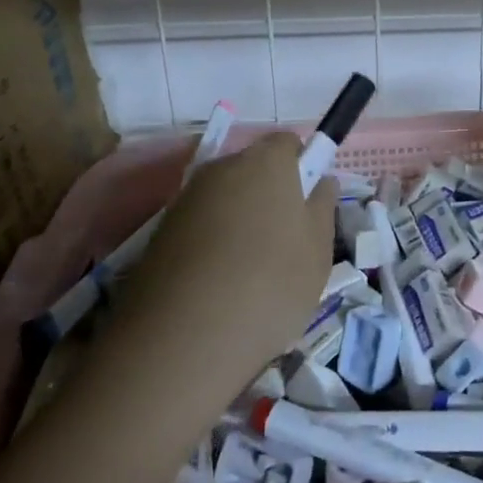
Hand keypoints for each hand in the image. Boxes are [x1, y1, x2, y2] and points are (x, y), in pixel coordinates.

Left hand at [106, 133, 338, 398]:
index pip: (288, 144)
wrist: (185, 338)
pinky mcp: (160, 232)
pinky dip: (211, 244)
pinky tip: (218, 285)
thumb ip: (323, 207)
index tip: (307, 207)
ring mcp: (186, 199)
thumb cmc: (271, 284)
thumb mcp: (318, 250)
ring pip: (224, 199)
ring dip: (239, 221)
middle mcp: (222, 167)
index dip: (302, 169)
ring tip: (250, 273)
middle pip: (253, 169)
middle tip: (284, 243)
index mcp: (266, 161)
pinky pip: (199, 226)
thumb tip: (321, 181)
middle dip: (269, 194)